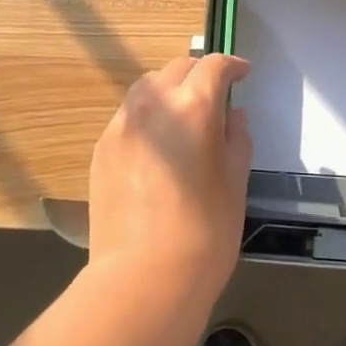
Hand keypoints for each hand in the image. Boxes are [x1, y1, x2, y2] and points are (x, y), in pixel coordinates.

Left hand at [87, 54, 253, 305]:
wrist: (144, 278)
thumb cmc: (204, 232)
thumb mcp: (235, 183)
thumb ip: (236, 140)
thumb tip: (233, 117)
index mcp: (192, 107)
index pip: (213, 67)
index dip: (232, 66)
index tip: (243, 74)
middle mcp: (153, 104)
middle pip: (176, 69)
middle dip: (199, 74)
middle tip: (215, 94)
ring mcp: (122, 126)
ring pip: (147, 88)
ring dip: (169, 90)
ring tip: (183, 115)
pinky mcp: (101, 149)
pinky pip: (129, 117)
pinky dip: (148, 117)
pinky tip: (158, 146)